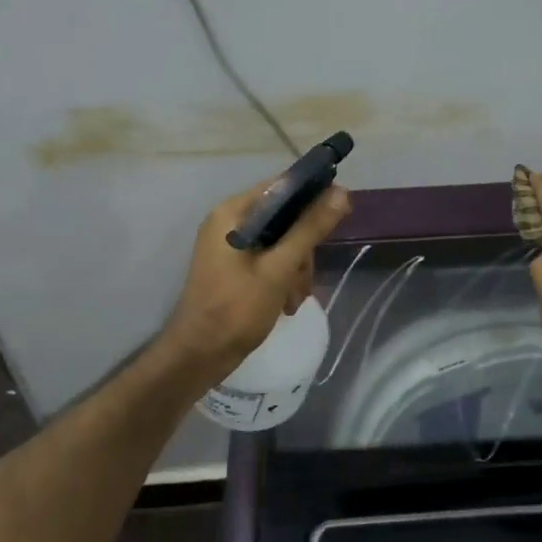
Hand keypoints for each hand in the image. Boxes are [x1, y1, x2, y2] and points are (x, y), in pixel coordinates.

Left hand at [161, 174, 352, 381]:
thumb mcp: (279, 268)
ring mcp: (230, 247)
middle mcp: (229, 223)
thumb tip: (341, 193)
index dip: (313, 195)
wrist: (200, 355)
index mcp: (233, 213)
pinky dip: (282, 279)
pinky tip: (286, 304)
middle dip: (302, 248)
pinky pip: (270, 260)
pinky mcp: (235, 268)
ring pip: (281, 243)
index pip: (281, 186)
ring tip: (294, 299)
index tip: (340, 213)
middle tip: (304, 278)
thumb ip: (309, 229)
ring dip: (295, 269)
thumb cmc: (236, 309)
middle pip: (284, 218)